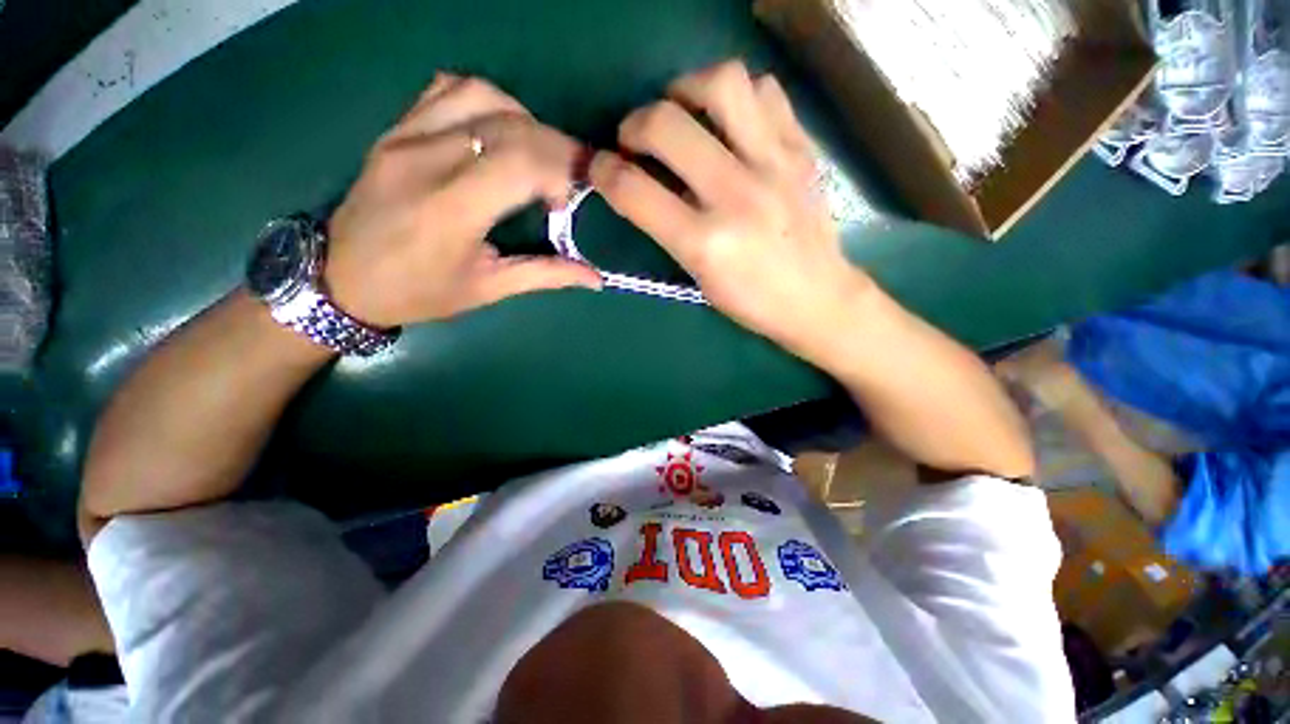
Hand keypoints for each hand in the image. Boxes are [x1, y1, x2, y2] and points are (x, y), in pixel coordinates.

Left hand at [326, 74, 601, 327]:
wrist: (340, 278)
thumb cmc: (419, 292)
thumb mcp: (488, 289)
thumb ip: (545, 275)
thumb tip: (595, 277)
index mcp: (452, 208)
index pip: (521, 160)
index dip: (561, 168)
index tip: (572, 196)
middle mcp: (427, 159)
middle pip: (510, 125)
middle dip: (554, 147)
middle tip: (569, 177)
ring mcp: (405, 136)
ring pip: (482, 95)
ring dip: (524, 120)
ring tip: (536, 154)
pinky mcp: (395, 128)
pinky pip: (447, 90)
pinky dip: (486, 102)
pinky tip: (497, 131)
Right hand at [589, 60, 869, 360]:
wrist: (817, 298)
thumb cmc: (751, 301)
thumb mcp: (698, 277)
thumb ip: (666, 229)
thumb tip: (640, 183)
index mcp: (705, 243)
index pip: (633, 190)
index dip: (602, 171)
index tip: (599, 168)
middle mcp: (737, 196)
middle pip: (665, 125)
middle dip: (633, 125)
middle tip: (636, 140)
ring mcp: (775, 165)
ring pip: (721, 84)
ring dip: (686, 90)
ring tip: (682, 113)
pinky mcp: (802, 150)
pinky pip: (765, 91)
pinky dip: (736, 97)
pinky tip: (729, 122)